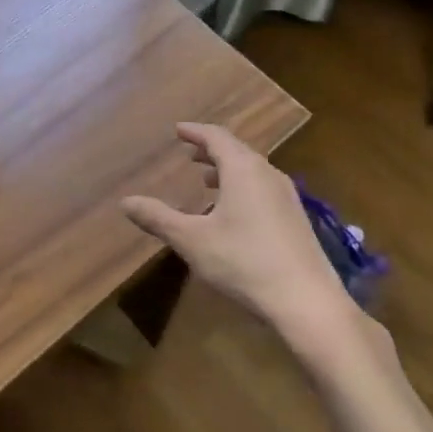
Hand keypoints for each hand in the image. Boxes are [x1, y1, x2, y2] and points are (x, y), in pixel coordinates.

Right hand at [122, 123, 349, 345]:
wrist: (307, 302)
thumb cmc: (244, 263)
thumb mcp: (193, 241)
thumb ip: (158, 218)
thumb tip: (125, 202)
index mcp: (243, 170)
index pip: (217, 137)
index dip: (195, 131)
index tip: (178, 129)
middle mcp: (268, 174)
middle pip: (237, 150)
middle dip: (211, 149)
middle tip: (190, 151)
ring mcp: (287, 196)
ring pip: (253, 170)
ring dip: (228, 169)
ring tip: (208, 179)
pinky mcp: (297, 219)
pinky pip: (264, 188)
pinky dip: (243, 186)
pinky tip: (234, 212)